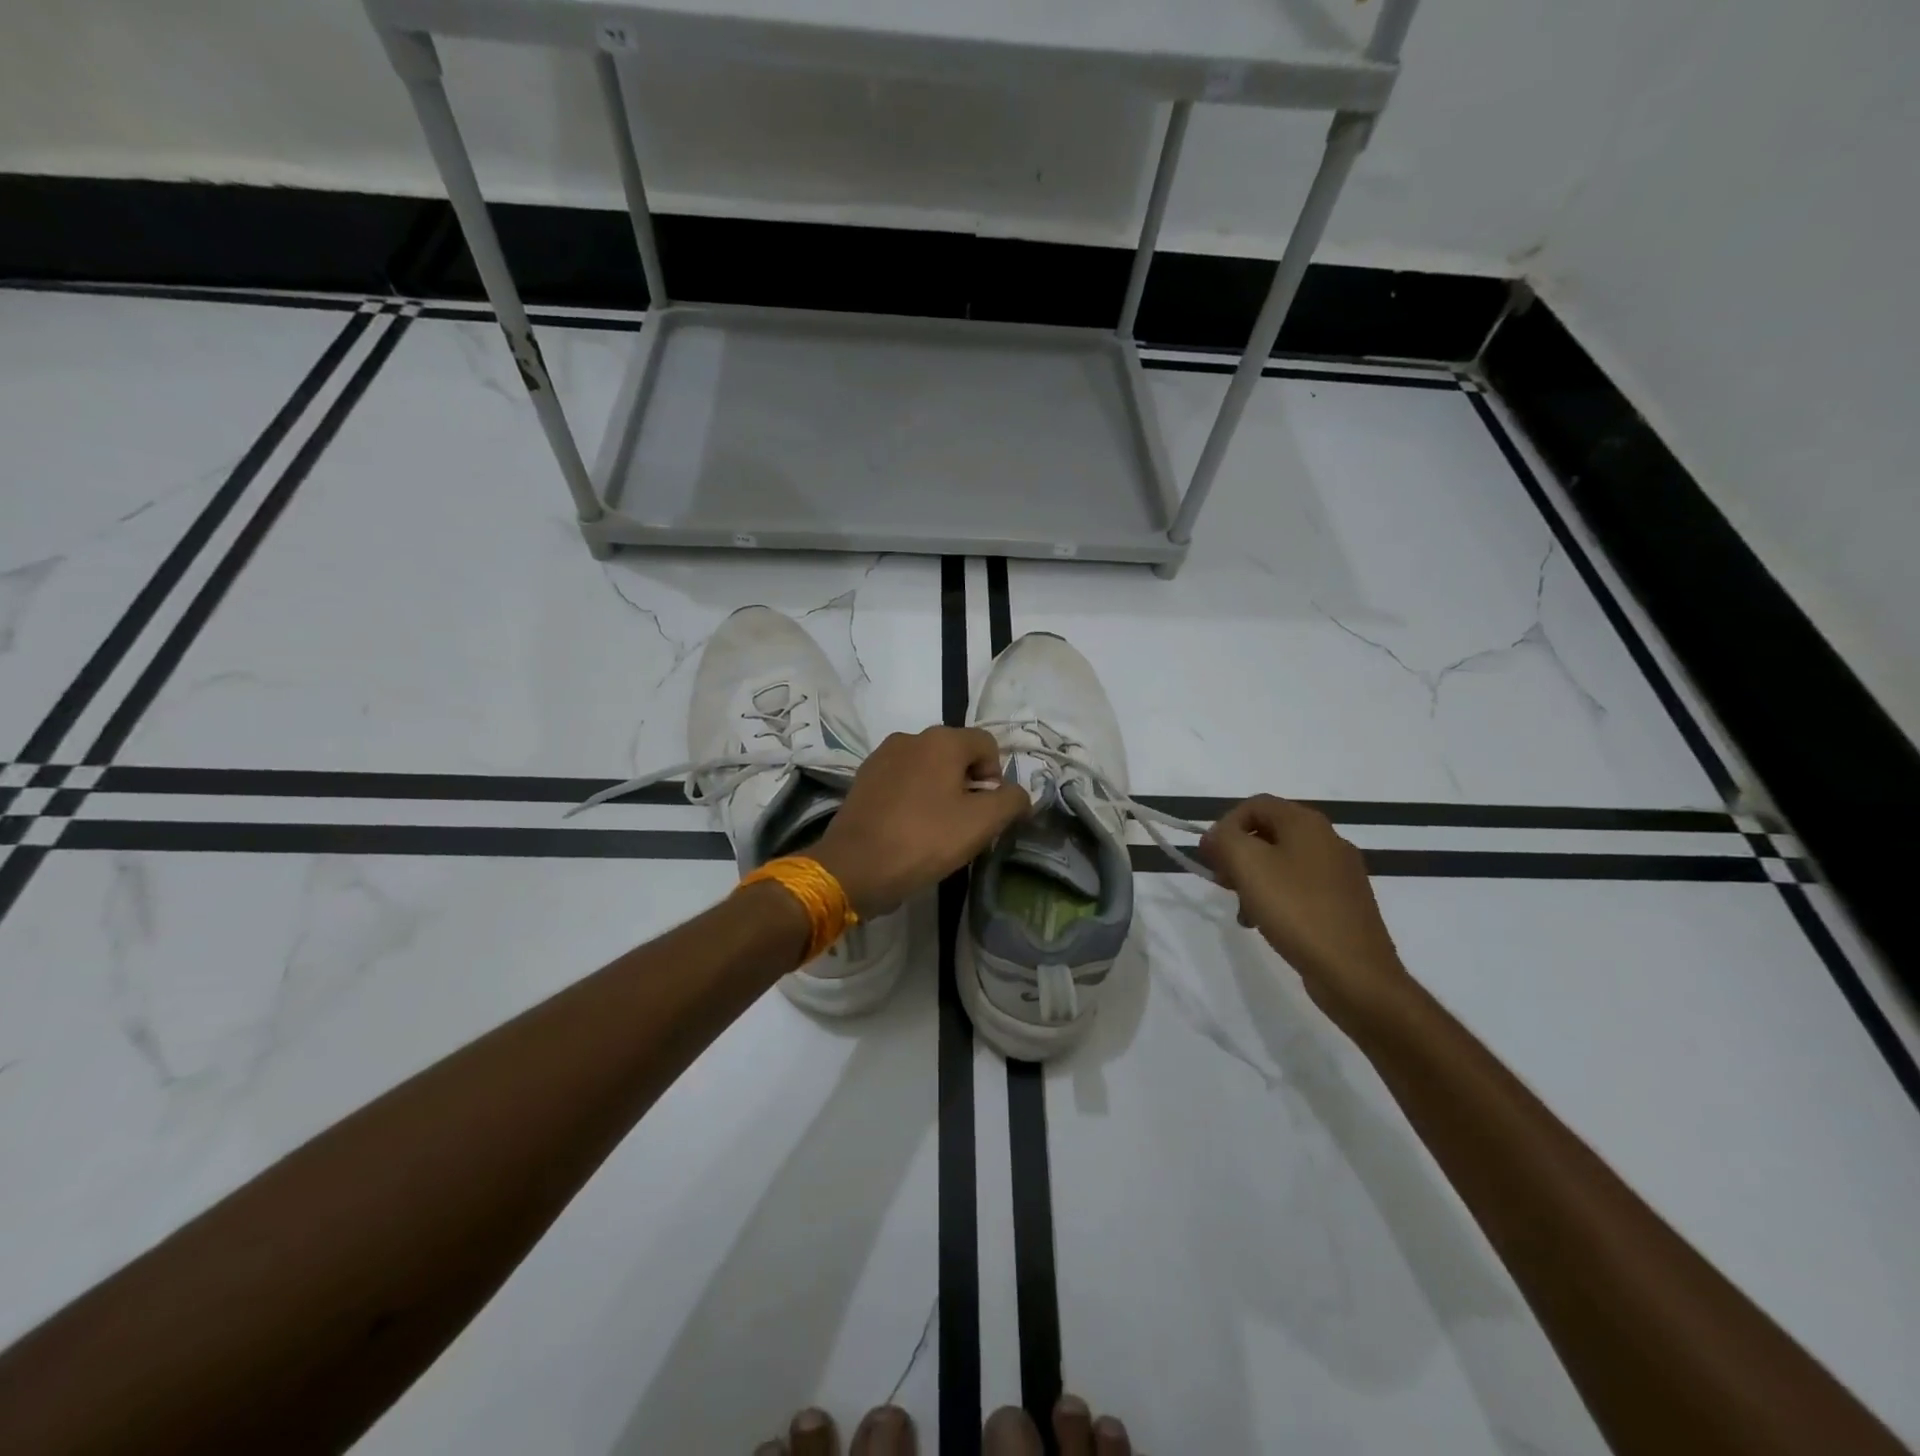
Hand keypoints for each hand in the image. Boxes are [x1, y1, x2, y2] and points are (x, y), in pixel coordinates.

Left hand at [811, 727, 1030, 916]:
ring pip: (928, 769)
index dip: (996, 778)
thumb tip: (1018, 794)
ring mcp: (882, 756)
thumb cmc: (924, 840)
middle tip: (965, 824)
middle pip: (956, 755)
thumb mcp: (982, 823)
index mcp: (942, 739)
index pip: (987, 745)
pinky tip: (909, 828)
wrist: (854, 867)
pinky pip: (902, 781)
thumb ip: (1011, 801)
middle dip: (968, 785)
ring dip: (940, 792)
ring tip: (936, 829)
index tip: (987, 812)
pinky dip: (913, 798)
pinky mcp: (864, 779)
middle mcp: (911, 737)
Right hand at [1198, 795, 1412, 1032]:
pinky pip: (1299, 888)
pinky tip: (1266, 924)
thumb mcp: (1248, 865)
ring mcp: (1340, 873)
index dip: (1224, 825)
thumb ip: (1224, 839)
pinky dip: (1276, 898)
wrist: (1355, 973)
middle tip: (1223, 883)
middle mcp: (1328, 840)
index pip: (1255, 804)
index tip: (1209, 857)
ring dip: (1253, 879)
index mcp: (1307, 823)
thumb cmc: (1296, 910)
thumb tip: (1217, 836)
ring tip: (1243, 911)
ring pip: (1282, 862)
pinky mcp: (1344, 903)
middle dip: (1238, 854)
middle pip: (1268, 832)